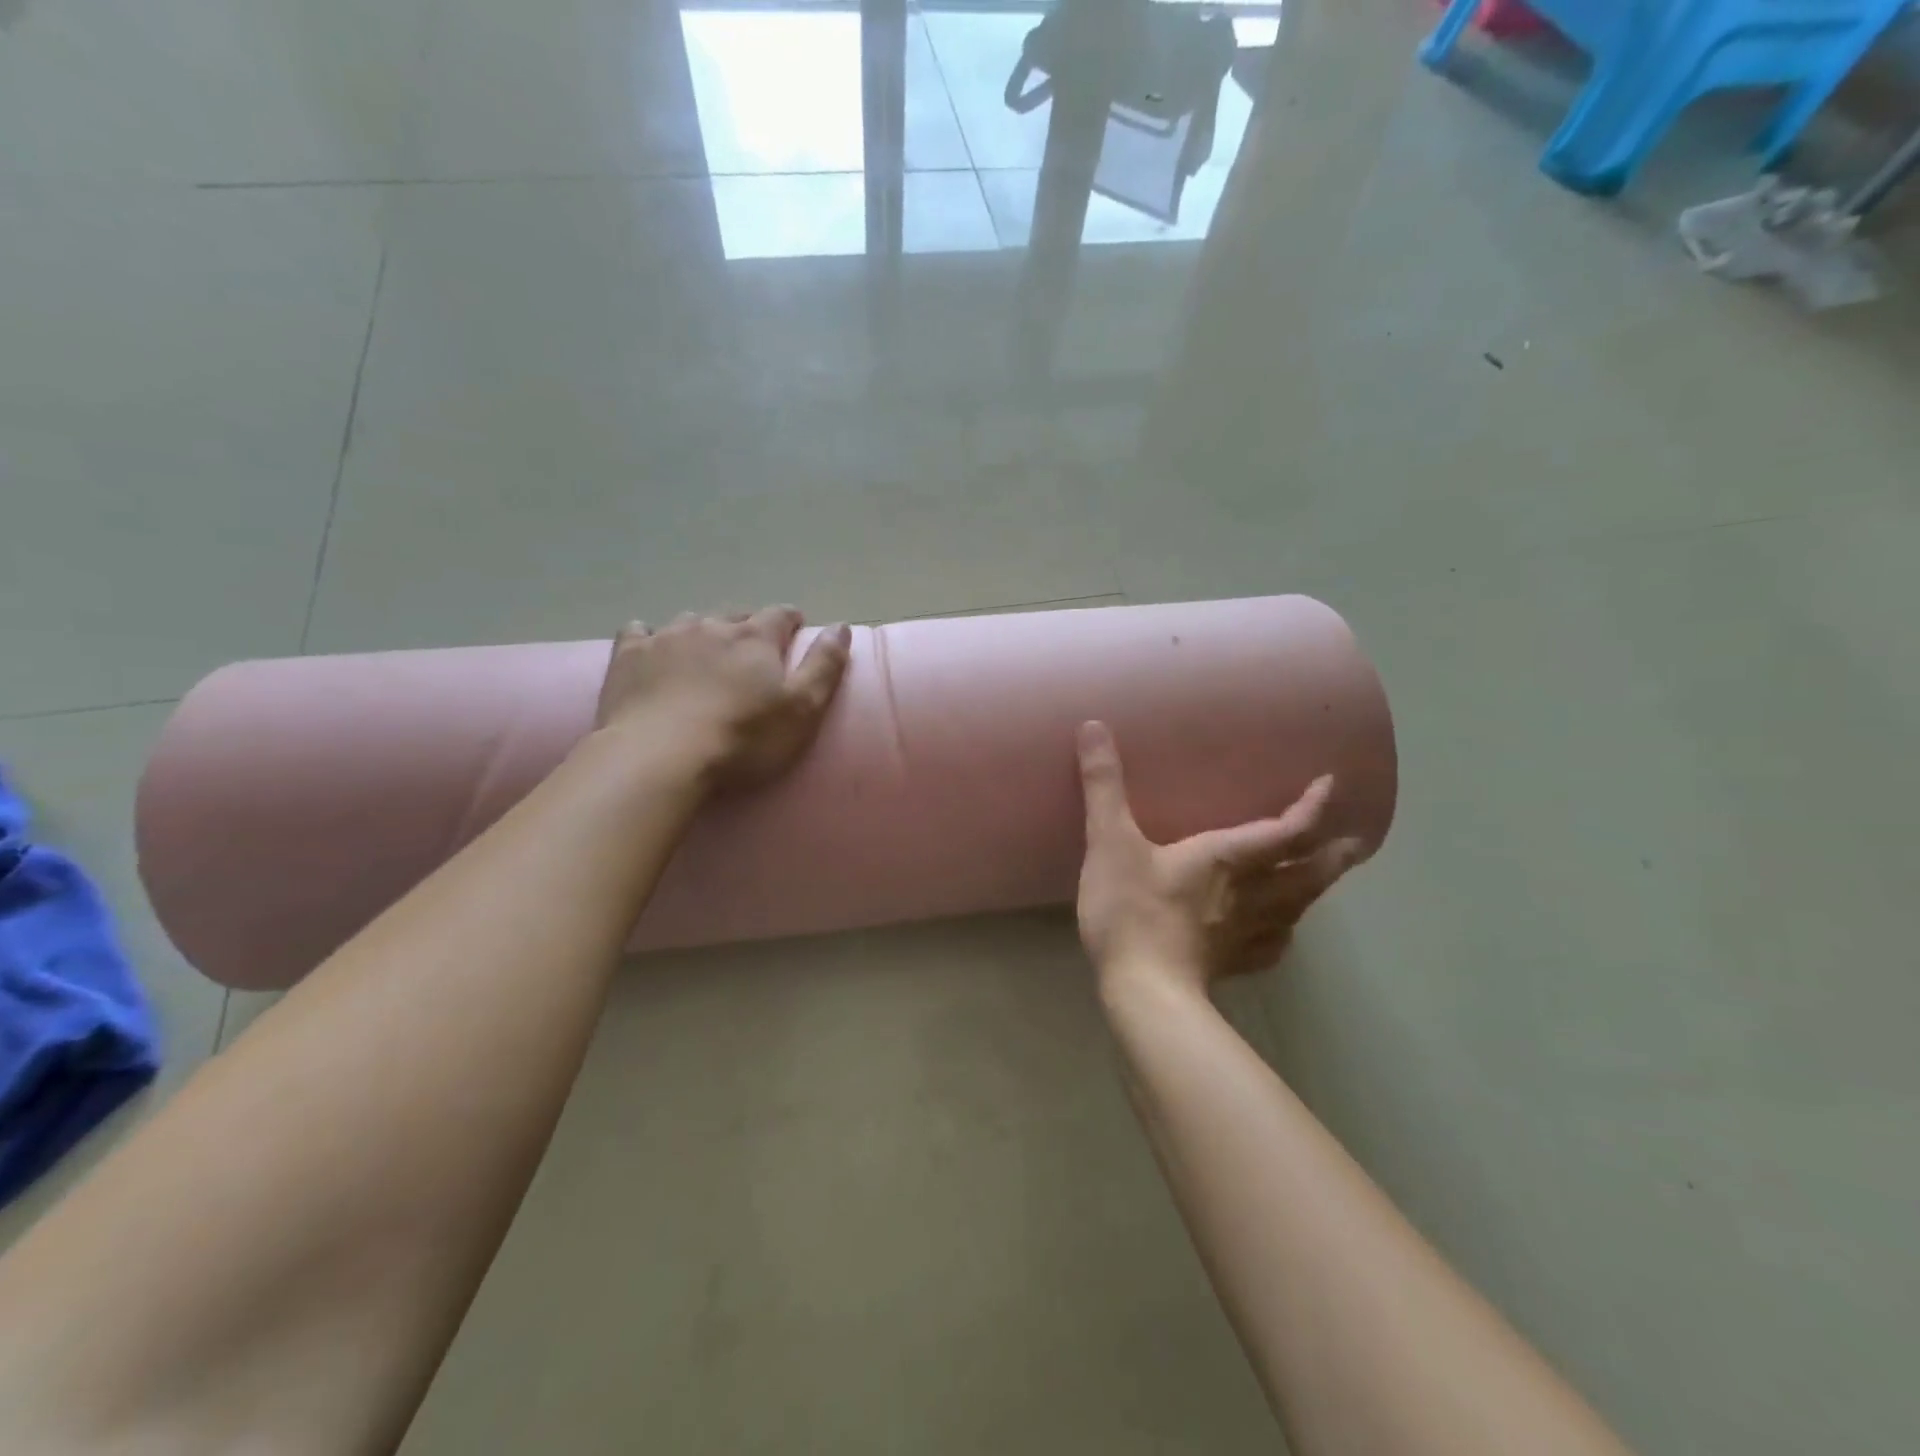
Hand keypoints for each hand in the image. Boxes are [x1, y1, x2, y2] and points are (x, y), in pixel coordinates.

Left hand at [594, 607, 851, 788]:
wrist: (658, 758)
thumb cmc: (741, 740)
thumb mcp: (802, 710)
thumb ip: (825, 666)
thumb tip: (842, 625)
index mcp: (756, 639)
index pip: (780, 615)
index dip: (791, 621)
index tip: (795, 631)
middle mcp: (712, 627)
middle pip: (735, 616)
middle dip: (747, 628)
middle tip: (751, 652)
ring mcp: (666, 637)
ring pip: (691, 621)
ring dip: (703, 632)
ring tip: (705, 655)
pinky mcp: (628, 656)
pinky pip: (639, 631)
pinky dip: (650, 637)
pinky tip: (650, 649)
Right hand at [1075, 720, 1364, 994]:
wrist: (1142, 991)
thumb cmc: (1130, 910)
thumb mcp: (1109, 840)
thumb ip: (1104, 786)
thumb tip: (1094, 726)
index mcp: (1227, 858)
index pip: (1286, 830)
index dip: (1311, 807)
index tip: (1331, 785)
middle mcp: (1249, 893)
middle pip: (1306, 872)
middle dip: (1333, 854)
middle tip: (1356, 843)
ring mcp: (1245, 934)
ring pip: (1297, 907)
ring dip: (1317, 889)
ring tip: (1327, 877)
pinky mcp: (1232, 964)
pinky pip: (1273, 945)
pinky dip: (1285, 933)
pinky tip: (1282, 934)